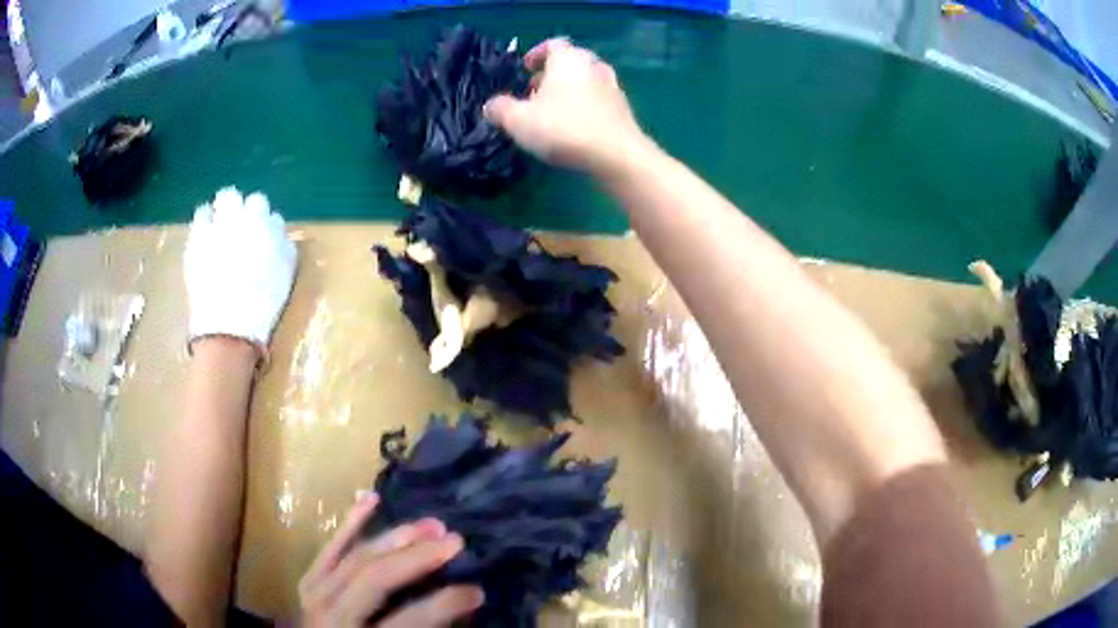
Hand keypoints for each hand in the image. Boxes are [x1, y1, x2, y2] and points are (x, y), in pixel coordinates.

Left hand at [184, 187, 296, 348]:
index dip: (265, 227)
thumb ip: (285, 248)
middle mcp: (248, 216)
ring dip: (226, 208)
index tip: (261, 240)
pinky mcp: (199, 234)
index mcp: (270, 227)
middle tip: (242, 231)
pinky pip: (203, 213)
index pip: (271, 214)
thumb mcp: (285, 275)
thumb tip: (281, 236)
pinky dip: (205, 219)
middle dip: (249, 211)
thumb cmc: (262, 304)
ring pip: (226, 197)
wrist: (229, 324)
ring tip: (221, 226)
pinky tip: (205, 234)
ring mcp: (222, 222)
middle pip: (252, 199)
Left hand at [299, 494, 483, 626]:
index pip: (409, 619)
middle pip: (376, 578)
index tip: (477, 590)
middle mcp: (333, 615)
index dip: (445, 603)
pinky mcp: (308, 584)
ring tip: (429, 523)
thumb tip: (459, 612)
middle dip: (418, 557)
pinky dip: (349, 525)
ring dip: (393, 537)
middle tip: (456, 539)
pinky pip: (328, 550)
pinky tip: (370, 500)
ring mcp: (315, 596)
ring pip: (355, 557)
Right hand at [484, 38, 649, 176]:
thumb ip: (501, 109)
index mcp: (568, 59)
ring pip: (586, 80)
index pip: (552, 45)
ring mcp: (612, 87)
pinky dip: (585, 104)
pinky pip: (598, 99)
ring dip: (569, 89)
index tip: (525, 68)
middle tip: (534, 90)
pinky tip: (574, 125)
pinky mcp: (623, 109)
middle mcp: (593, 66)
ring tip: (552, 109)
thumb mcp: (519, 120)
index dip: (537, 53)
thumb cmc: (563, 128)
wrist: (616, 155)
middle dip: (551, 73)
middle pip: (571, 61)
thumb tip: (490, 105)